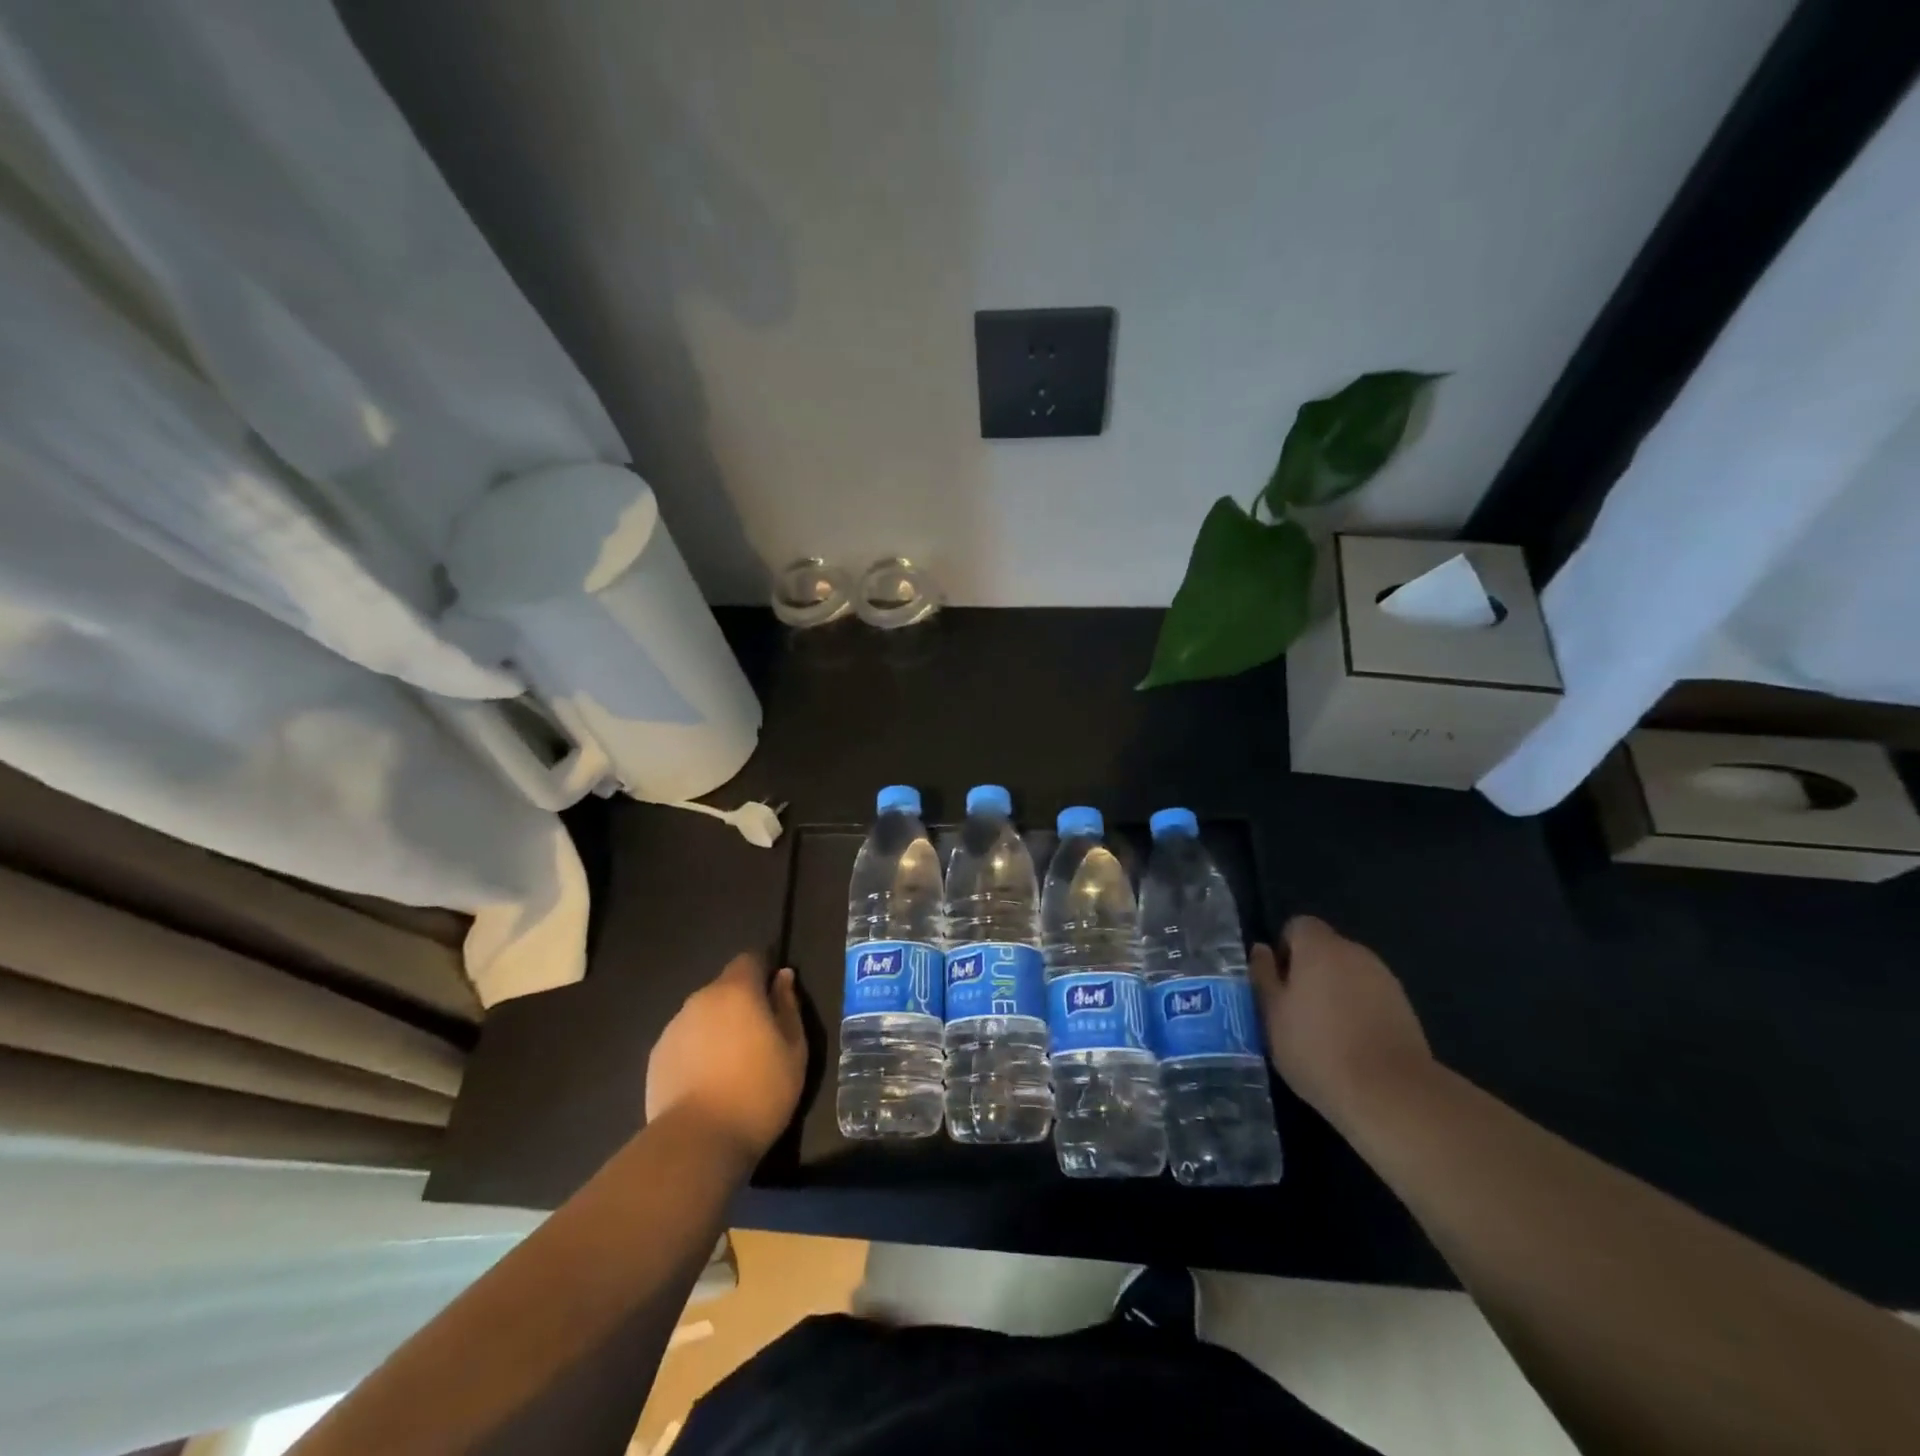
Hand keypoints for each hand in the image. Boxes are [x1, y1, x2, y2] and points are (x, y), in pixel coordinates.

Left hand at [646, 952, 807, 1165]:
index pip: (750, 959)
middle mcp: (701, 999)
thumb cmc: (759, 1091)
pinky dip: (697, 1051)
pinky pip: (684, 1041)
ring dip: (717, 1028)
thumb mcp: (793, 1049)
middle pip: (725, 988)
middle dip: (741, 1003)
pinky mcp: (656, 1057)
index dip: (763, 973)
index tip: (774, 1000)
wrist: (697, 1142)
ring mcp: (674, 1027)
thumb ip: (788, 1006)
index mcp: (737, 990)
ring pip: (703, 1015)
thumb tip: (782, 977)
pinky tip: (706, 1082)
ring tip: (730, 1066)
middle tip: (758, 1039)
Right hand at [1250, 916, 1432, 1123]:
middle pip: (1326, 949)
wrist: (1391, 1093)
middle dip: (1309, 971)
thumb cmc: (1317, 1048)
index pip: (1298, 925)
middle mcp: (1355, 952)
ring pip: (1349, 974)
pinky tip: (1352, 1045)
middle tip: (1294, 1011)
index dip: (1284, 949)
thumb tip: (1261, 950)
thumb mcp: (1272, 1014)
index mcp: (1320, 947)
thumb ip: (1264, 976)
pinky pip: (1370, 997)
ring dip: (1335, 991)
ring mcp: (1385, 980)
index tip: (1278, 983)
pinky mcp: (1405, 1008)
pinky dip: (1358, 1010)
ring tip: (1324, 1032)